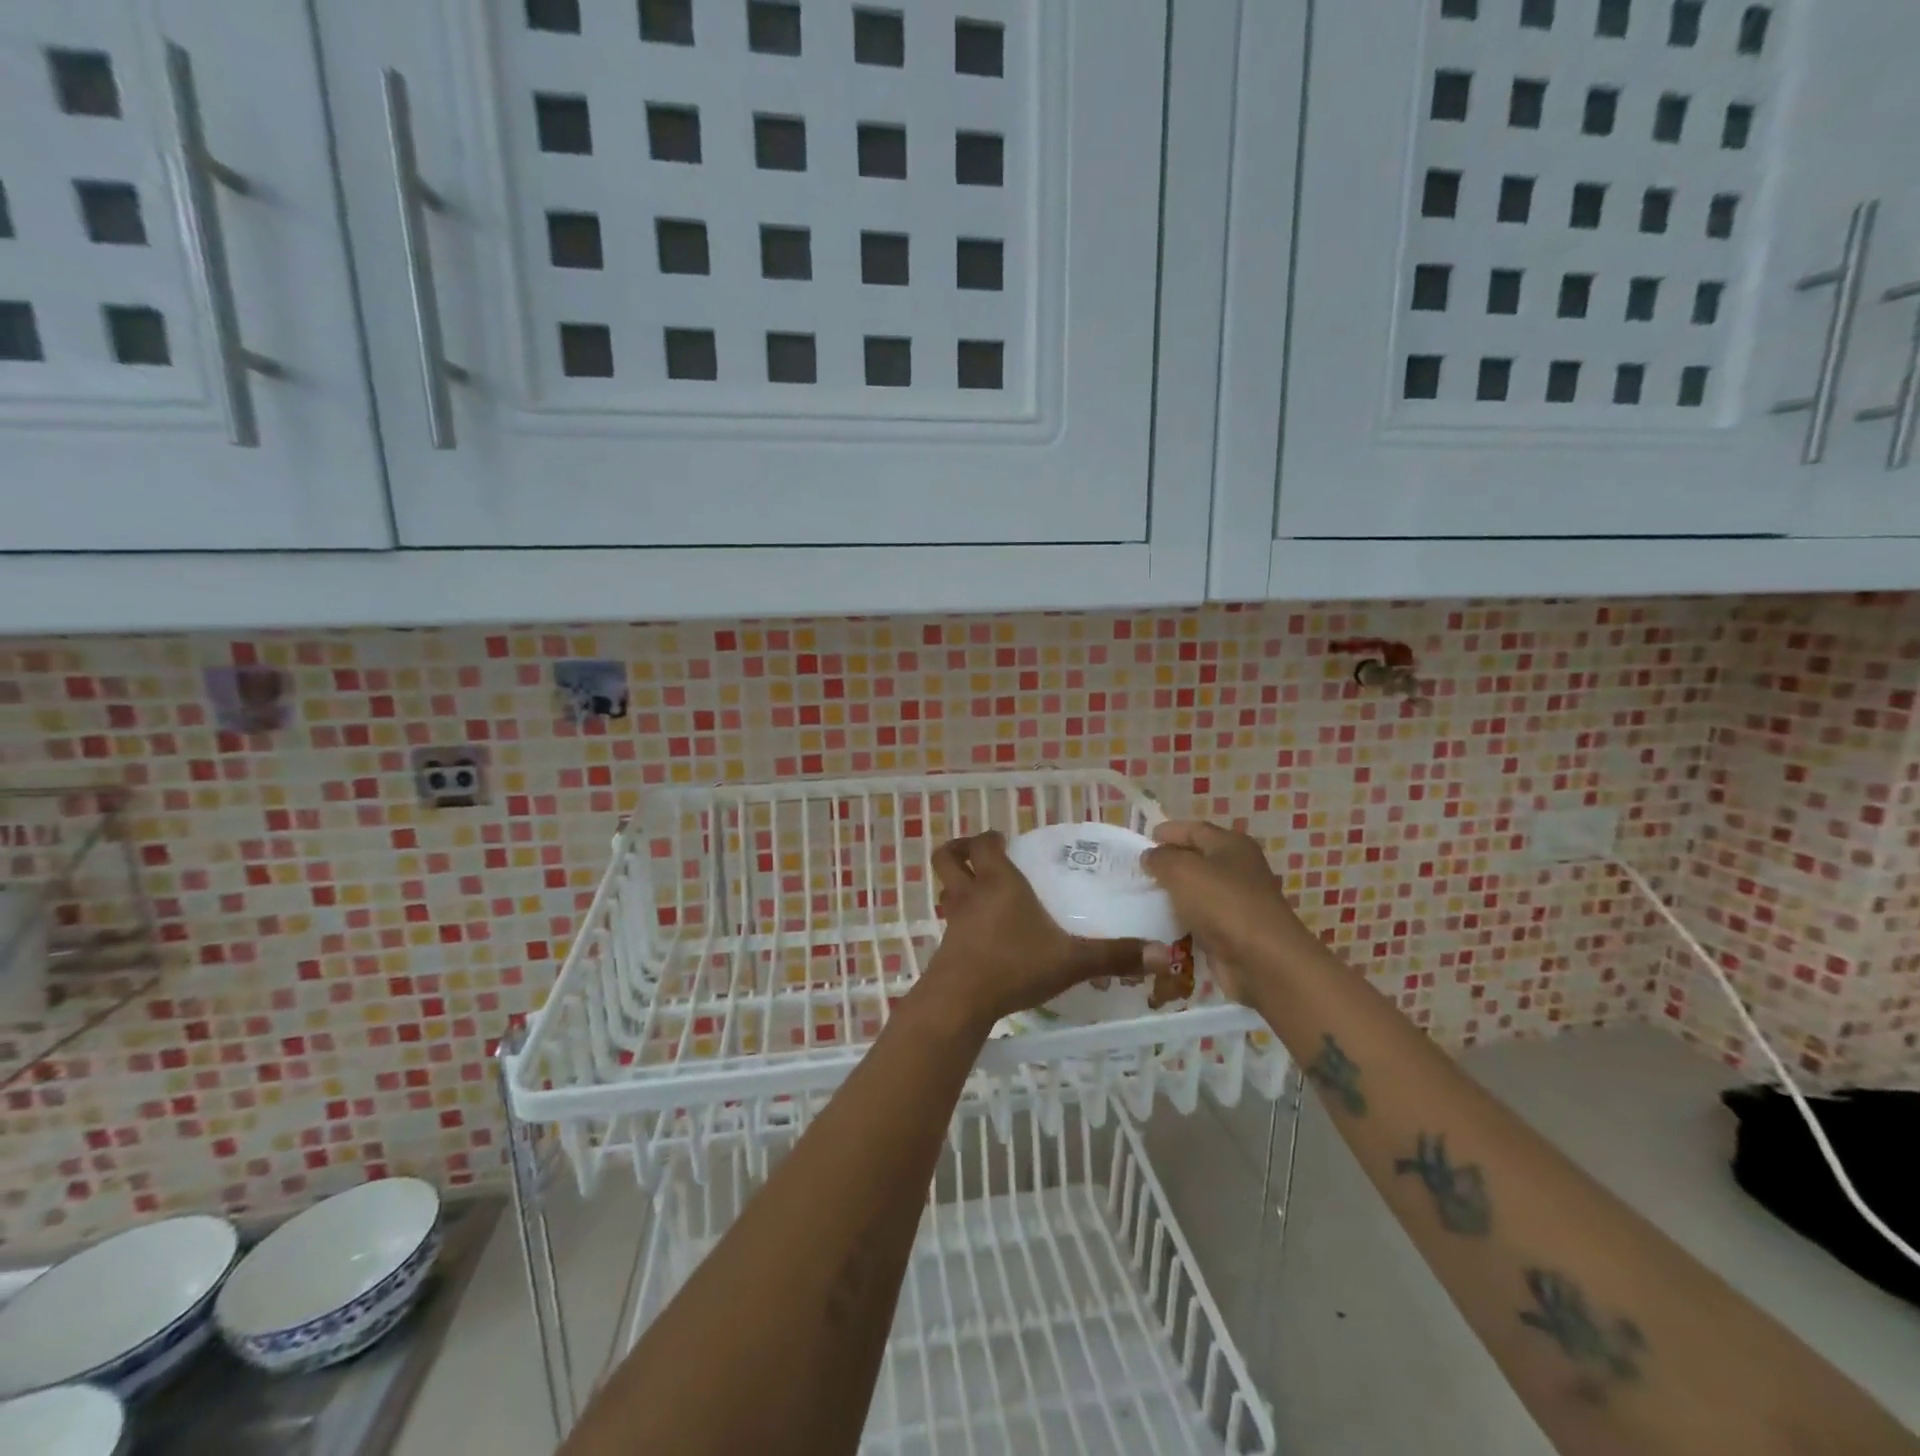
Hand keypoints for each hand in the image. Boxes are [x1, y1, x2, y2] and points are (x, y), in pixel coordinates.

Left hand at [920, 831, 1166, 1029]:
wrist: (960, 1001)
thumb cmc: (1014, 965)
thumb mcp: (1071, 960)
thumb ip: (1114, 955)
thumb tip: (1163, 955)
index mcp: (998, 882)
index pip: (984, 844)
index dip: (990, 838)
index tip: (1004, 841)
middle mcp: (971, 893)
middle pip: (948, 857)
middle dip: (960, 851)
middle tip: (981, 856)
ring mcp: (953, 920)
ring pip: (946, 888)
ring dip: (958, 884)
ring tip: (980, 892)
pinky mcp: (945, 946)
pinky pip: (950, 920)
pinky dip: (960, 918)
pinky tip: (981, 936)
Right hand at [1142, 820, 1308, 1000]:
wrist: (1262, 960)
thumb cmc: (1222, 903)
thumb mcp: (1182, 870)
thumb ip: (1161, 858)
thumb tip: (1150, 856)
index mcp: (1231, 845)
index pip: (1194, 829)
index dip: (1168, 831)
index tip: (1141, 841)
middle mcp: (1238, 869)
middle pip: (1197, 858)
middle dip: (1168, 862)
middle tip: (1137, 870)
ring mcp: (1238, 901)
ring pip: (1197, 890)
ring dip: (1173, 893)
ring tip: (1142, 896)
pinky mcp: (1233, 931)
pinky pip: (1201, 918)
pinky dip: (1182, 919)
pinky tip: (1159, 923)